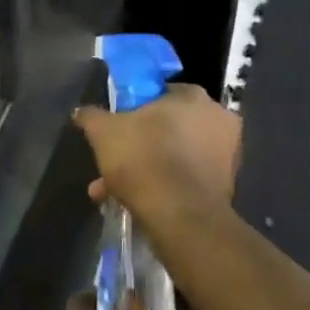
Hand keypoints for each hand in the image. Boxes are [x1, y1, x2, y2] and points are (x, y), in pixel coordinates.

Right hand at [73, 83, 240, 224]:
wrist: (181, 216)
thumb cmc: (144, 159)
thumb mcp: (104, 133)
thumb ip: (92, 116)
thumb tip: (82, 111)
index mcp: (193, 97)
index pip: (160, 93)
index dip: (135, 110)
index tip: (118, 127)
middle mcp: (218, 119)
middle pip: (168, 127)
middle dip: (138, 145)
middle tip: (112, 162)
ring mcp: (227, 154)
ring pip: (175, 155)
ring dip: (146, 169)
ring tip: (112, 191)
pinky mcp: (226, 185)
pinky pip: (186, 179)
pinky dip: (164, 186)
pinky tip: (136, 203)